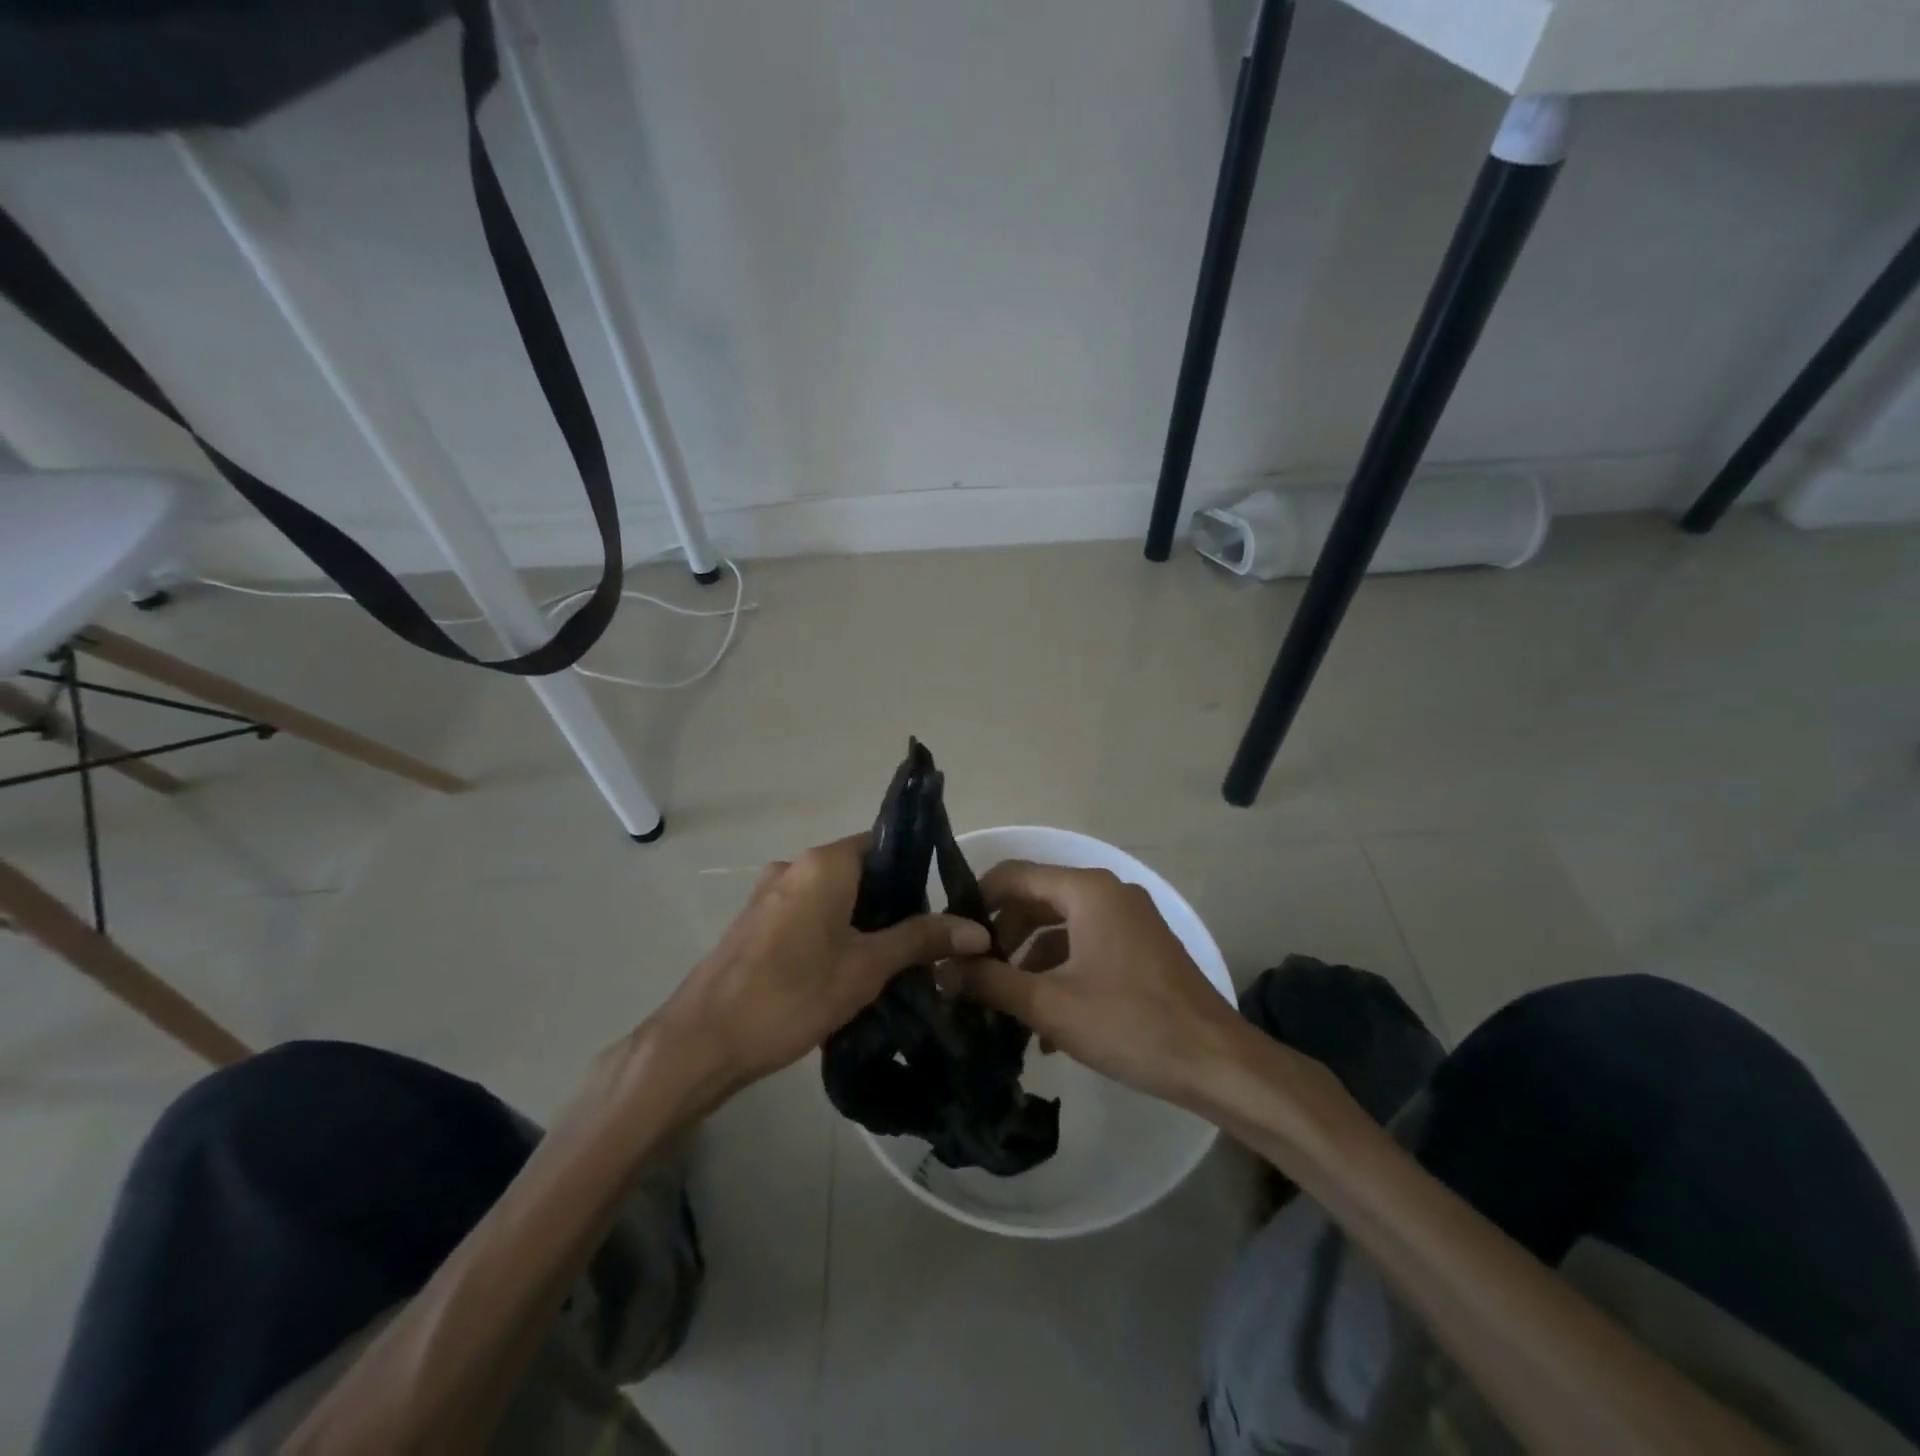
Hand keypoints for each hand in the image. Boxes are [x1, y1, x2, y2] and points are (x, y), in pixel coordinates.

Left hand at [650, 835, 989, 1104]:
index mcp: (823, 864)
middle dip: (892, 904)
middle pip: (860, 871)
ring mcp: (769, 893)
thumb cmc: (791, 995)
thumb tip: (978, 930)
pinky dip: (832, 931)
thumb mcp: (866, 968)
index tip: (939, 907)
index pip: (884, 844)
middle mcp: (794, 866)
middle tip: (921, 943)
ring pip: (833, 895)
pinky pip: (807, 913)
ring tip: (890, 962)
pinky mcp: (755, 921)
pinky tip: (845, 971)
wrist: (702, 1043)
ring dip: (862, 921)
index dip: (916, 872)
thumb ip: (920, 940)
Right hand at [938, 861, 1249, 1106]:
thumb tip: (941, 970)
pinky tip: (1044, 1023)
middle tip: (972, 973)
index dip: (976, 901)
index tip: (950, 937)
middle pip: (1036, 899)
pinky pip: (1086, 945)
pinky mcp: (1141, 947)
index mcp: (1086, 890)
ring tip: (1002, 1003)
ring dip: (1029, 960)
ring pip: (1060, 926)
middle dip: (1002, 936)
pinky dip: (1060, 971)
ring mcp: (1129, 919)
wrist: (1217, 1062)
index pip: (1013, 875)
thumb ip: (991, 982)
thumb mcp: (1050, 1005)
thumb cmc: (1130, 1023)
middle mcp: (1108, 893)